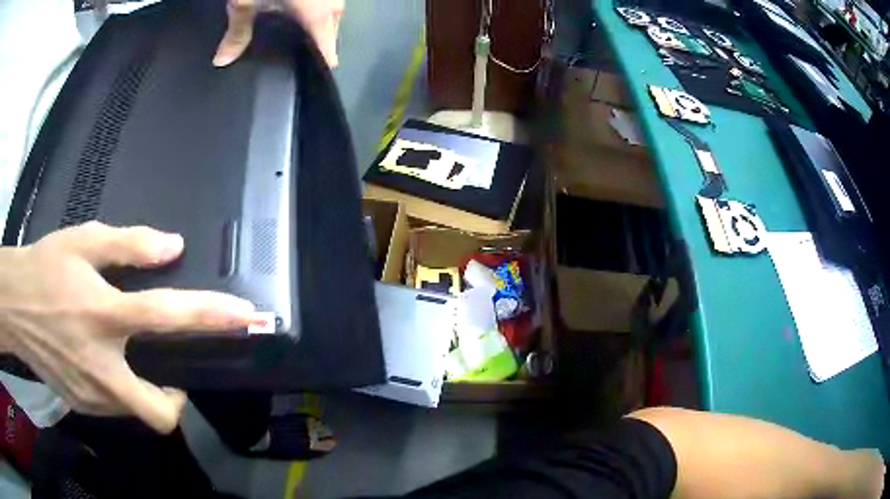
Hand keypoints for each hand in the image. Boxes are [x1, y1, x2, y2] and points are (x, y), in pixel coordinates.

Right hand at [0, 222, 255, 432]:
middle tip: (166, 369)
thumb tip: (173, 247)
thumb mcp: (82, 242)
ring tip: (129, 361)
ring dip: (143, 391)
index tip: (247, 317)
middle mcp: (101, 368)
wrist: (13, 305)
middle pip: (160, 411)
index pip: (166, 318)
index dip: (210, 317)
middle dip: (173, 398)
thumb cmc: (42, 269)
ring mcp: (90, 396)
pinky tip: (104, 365)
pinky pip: (114, 409)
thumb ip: (128, 245)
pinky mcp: (80, 406)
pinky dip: (119, 392)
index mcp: (103, 316)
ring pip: (136, 413)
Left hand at [213, 0, 343, 67]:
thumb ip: (237, 32)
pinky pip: (328, 0)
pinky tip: (303, 9)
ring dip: (320, 24)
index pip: (327, 49)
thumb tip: (221, 62)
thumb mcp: (246, 1)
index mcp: (318, 15)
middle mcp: (333, 3)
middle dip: (321, 43)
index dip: (323, 64)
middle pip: (332, 31)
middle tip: (303, 55)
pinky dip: (319, 8)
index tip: (317, 77)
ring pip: (333, 13)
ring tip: (302, 33)